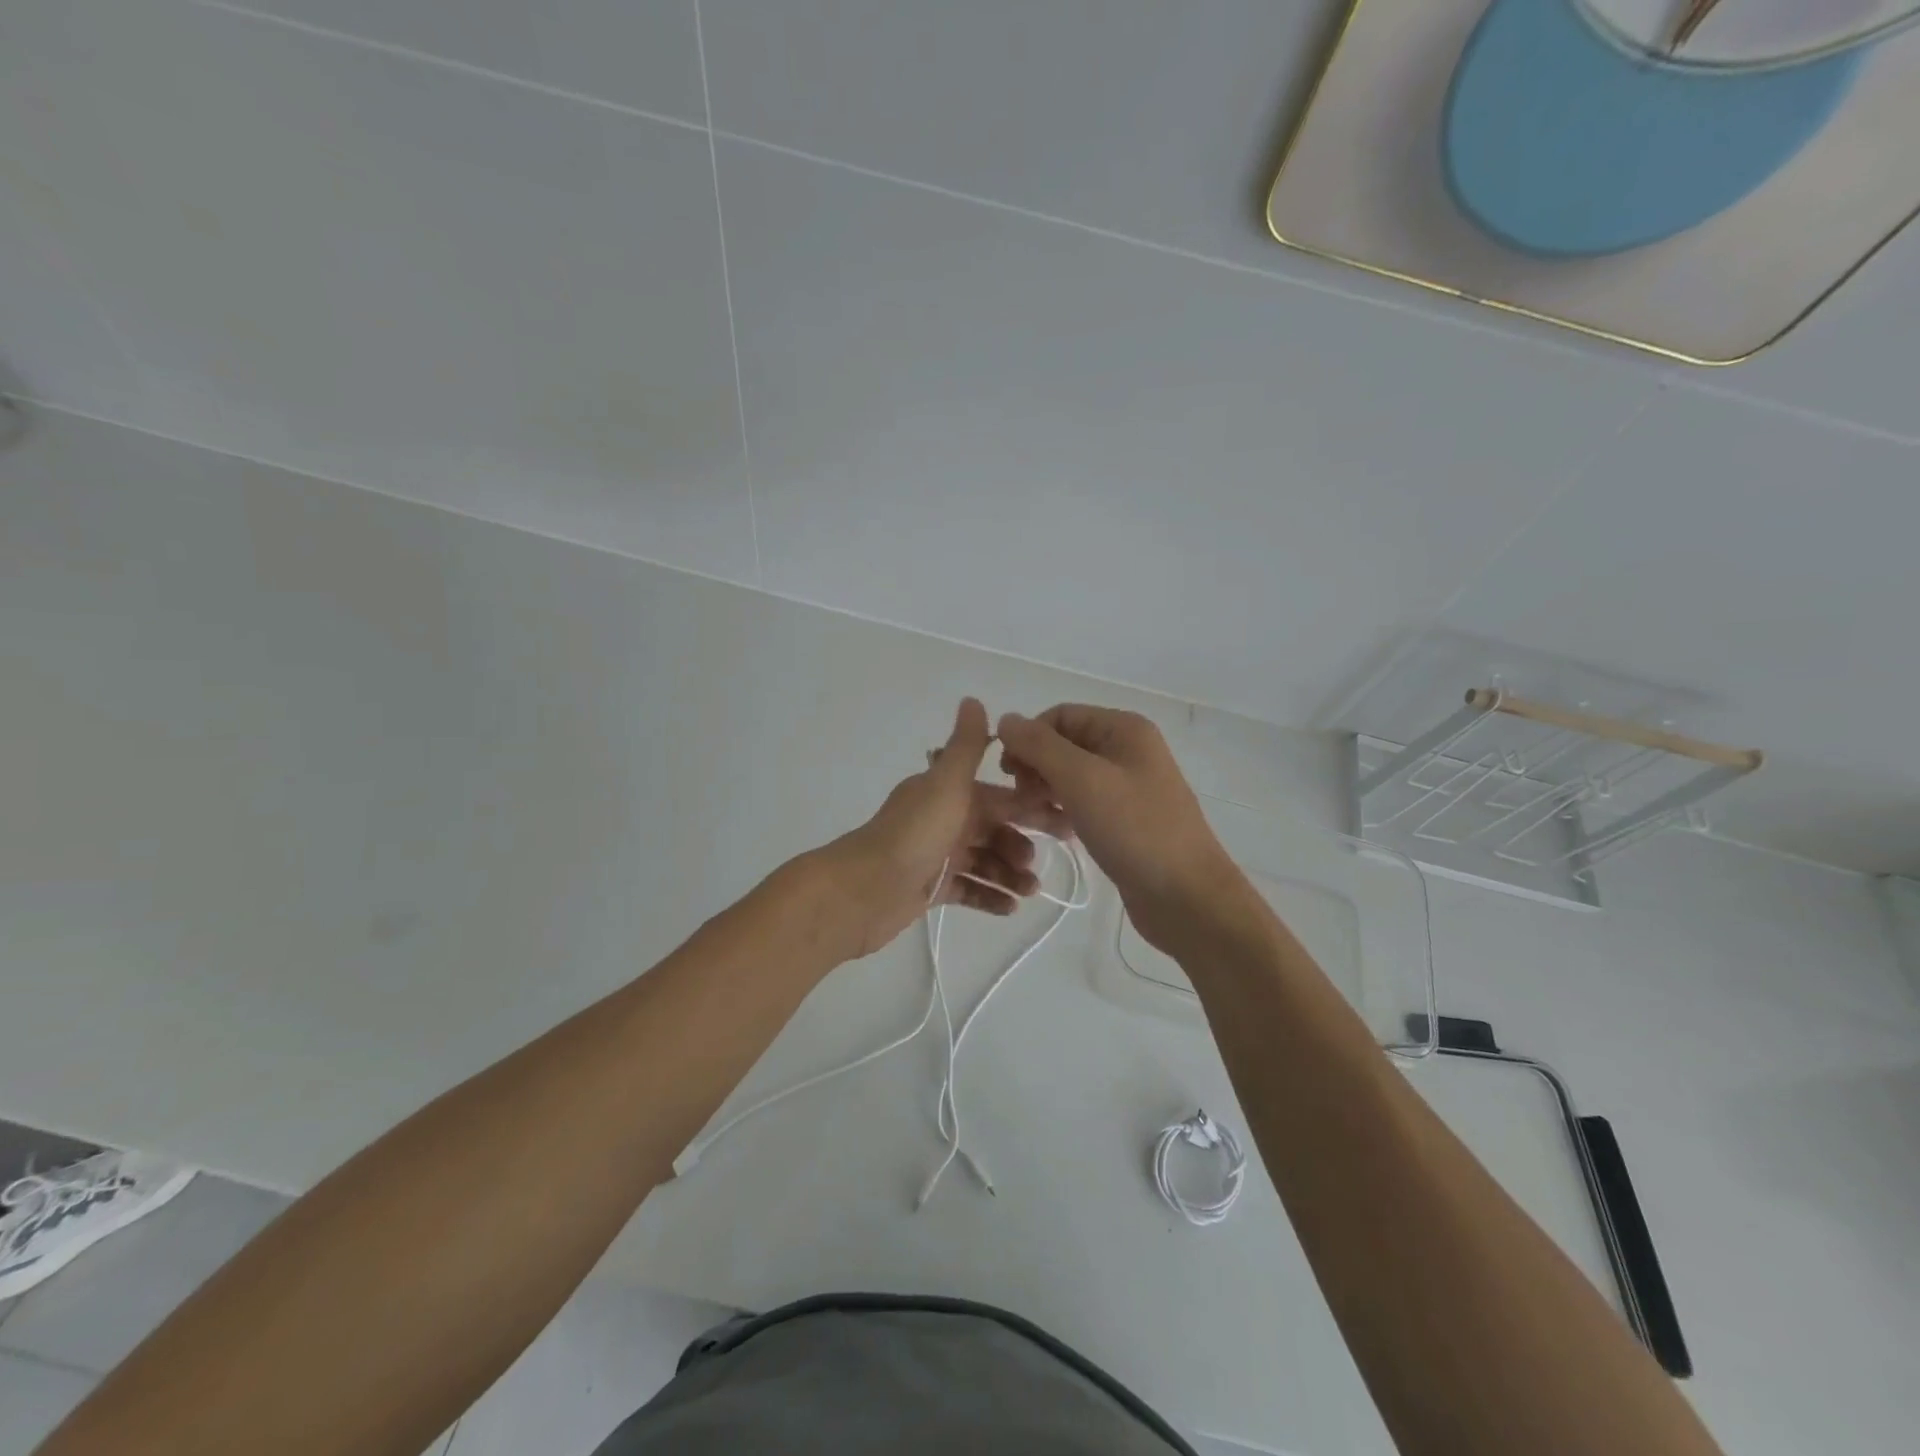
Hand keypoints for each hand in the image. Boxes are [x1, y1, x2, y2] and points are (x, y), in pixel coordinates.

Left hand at [821, 698, 1069, 958]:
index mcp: (947, 793)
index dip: (1030, 805)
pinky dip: (988, 896)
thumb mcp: (946, 785)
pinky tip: (1010, 909)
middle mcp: (942, 819)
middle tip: (1044, 864)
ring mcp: (935, 855)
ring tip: (1029, 891)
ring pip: (982, 860)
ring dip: (1009, 873)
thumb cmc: (913, 834)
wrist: (864, 890)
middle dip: (1020, 844)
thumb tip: (973, 699)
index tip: (1064, 820)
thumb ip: (965, 747)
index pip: (998, 796)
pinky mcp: (929, 888)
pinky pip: (967, 889)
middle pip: (992, 829)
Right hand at [997, 704, 1243, 952]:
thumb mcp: (1082, 780)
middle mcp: (1127, 750)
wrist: (1187, 897)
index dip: (1028, 738)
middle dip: (1035, 767)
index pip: (1059, 716)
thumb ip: (1040, 746)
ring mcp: (1128, 787)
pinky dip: (1063, 812)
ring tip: (1032, 819)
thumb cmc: (1135, 830)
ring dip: (1044, 792)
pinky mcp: (1124, 820)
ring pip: (1070, 777)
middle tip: (1020, 801)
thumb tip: (1006, 719)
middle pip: (1063, 745)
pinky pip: (1083, 803)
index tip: (1007, 773)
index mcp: (1123, 729)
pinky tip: (1055, 832)